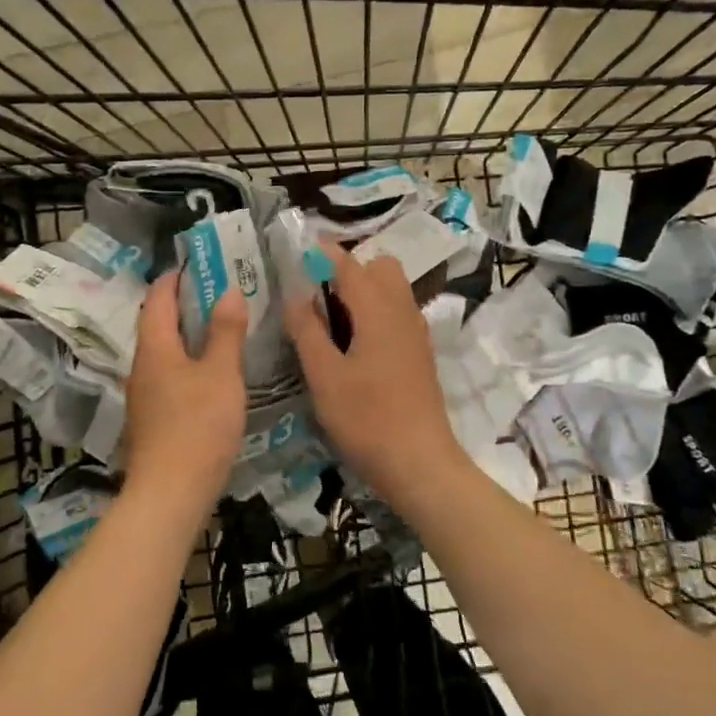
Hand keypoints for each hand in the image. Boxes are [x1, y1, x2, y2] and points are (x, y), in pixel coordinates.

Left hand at [123, 272, 248, 512]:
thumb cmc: (198, 426)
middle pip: (157, 324)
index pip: (156, 298)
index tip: (198, 264)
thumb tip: (228, 290)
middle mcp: (141, 366)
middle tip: (219, 293)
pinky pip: (169, 376)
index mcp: (154, 347)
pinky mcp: (152, 419)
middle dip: (184, 305)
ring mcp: (144, 395)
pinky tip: (212, 374)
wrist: (170, 493)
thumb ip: (225, 332)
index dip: (174, 277)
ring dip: (187, 336)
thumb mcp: (221, 374)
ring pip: (164, 352)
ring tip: (221, 329)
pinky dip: (188, 363)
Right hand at [283, 246, 467, 501]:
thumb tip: (296, 295)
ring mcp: (415, 332)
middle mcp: (402, 310)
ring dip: (362, 291)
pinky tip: (353, 345)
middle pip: (379, 267)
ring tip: (330, 321)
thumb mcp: (324, 376)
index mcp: (377, 309)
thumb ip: (307, 330)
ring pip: (391, 289)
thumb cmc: (366, 419)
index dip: (321, 252)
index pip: (348, 263)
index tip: (295, 253)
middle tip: (315, 297)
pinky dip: (375, 312)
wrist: (419, 463)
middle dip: (347, 270)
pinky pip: (397, 312)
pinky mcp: (419, 352)